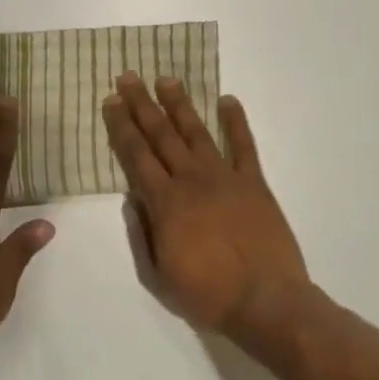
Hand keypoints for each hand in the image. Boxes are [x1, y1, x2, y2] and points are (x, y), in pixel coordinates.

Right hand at [102, 73, 309, 339]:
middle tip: (129, 76)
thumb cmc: (207, 295)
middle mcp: (192, 181)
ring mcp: (226, 178)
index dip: (121, 127)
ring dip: (180, 104)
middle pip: (161, 135)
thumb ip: (140, 234)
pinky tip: (227, 100)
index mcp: (165, 203)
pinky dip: (236, 121)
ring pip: (198, 132)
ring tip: (167, 79)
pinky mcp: (255, 184)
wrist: (267, 303)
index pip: (136, 156)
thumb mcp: (157, 276)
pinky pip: (245, 146)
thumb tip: (131, 198)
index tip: (111, 101)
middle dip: (142, 104)